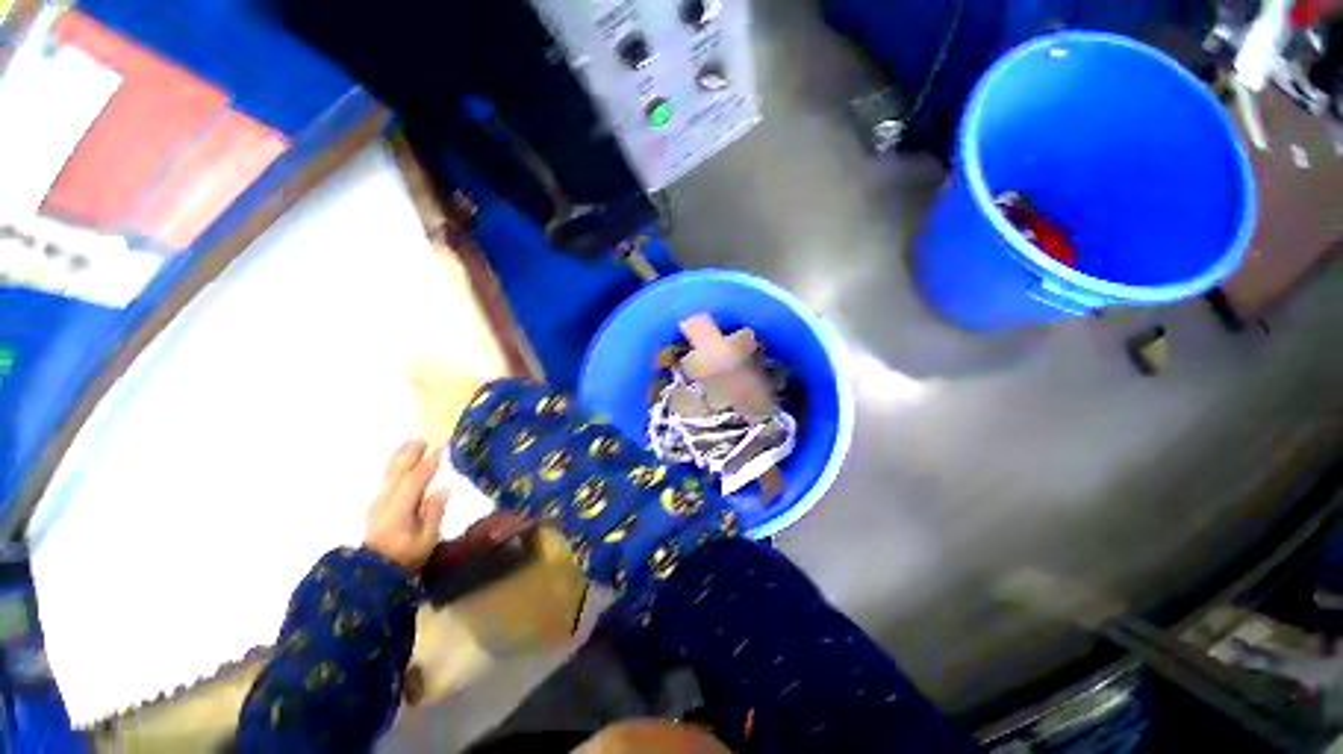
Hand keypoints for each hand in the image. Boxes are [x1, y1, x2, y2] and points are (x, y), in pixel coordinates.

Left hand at [366, 440, 448, 572]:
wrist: (374, 573)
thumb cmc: (407, 556)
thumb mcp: (427, 538)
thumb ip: (434, 511)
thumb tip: (444, 485)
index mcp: (399, 509)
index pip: (415, 479)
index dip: (430, 462)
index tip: (445, 447)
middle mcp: (385, 501)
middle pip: (398, 472)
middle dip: (411, 454)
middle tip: (425, 438)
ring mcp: (378, 503)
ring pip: (389, 473)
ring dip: (400, 456)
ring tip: (411, 442)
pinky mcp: (376, 506)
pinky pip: (386, 479)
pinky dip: (394, 465)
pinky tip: (400, 461)